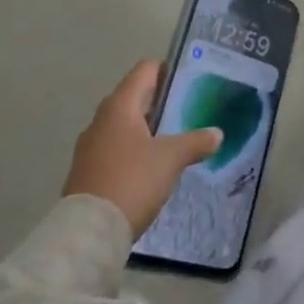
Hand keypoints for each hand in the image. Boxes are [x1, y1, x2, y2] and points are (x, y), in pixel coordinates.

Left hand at [63, 60, 221, 237]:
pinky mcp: (86, 172)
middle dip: (161, 103)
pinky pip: (115, 149)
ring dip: (147, 129)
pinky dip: (134, 151)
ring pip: (124, 126)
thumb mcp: (172, 158)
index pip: (145, 70)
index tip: (190, 83)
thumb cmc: (132, 180)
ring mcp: (90, 148)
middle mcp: (101, 120)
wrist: (88, 233)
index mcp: (119, 106)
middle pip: (134, 97)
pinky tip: (152, 168)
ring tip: (174, 141)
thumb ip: (196, 141)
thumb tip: (217, 134)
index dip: (168, 71)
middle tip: (187, 112)